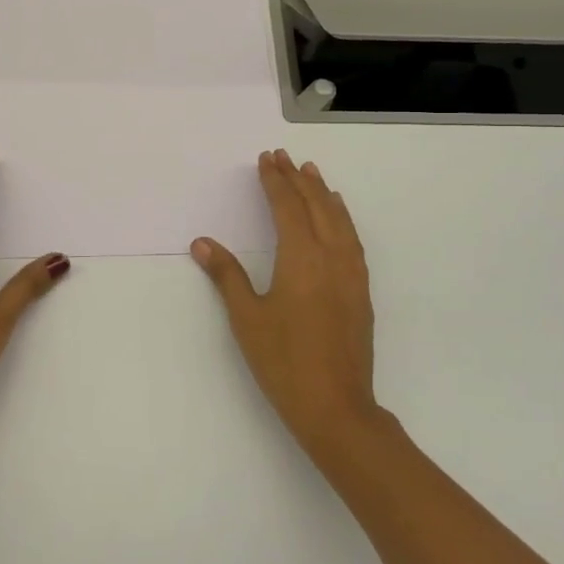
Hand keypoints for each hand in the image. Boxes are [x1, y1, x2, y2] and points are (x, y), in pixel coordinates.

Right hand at [191, 150, 379, 457]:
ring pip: (339, 220)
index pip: (287, 207)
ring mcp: (351, 274)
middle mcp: (331, 256)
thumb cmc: (284, 362)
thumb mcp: (247, 318)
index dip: (275, 181)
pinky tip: (338, 219)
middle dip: (298, 179)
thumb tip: (203, 242)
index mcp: (301, 258)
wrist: (336, 407)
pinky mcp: (361, 291)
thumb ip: (227, 275)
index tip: (266, 159)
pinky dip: (342, 218)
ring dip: (323, 194)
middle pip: (316, 206)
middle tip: (284, 157)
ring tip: (312, 173)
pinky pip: (352, 239)